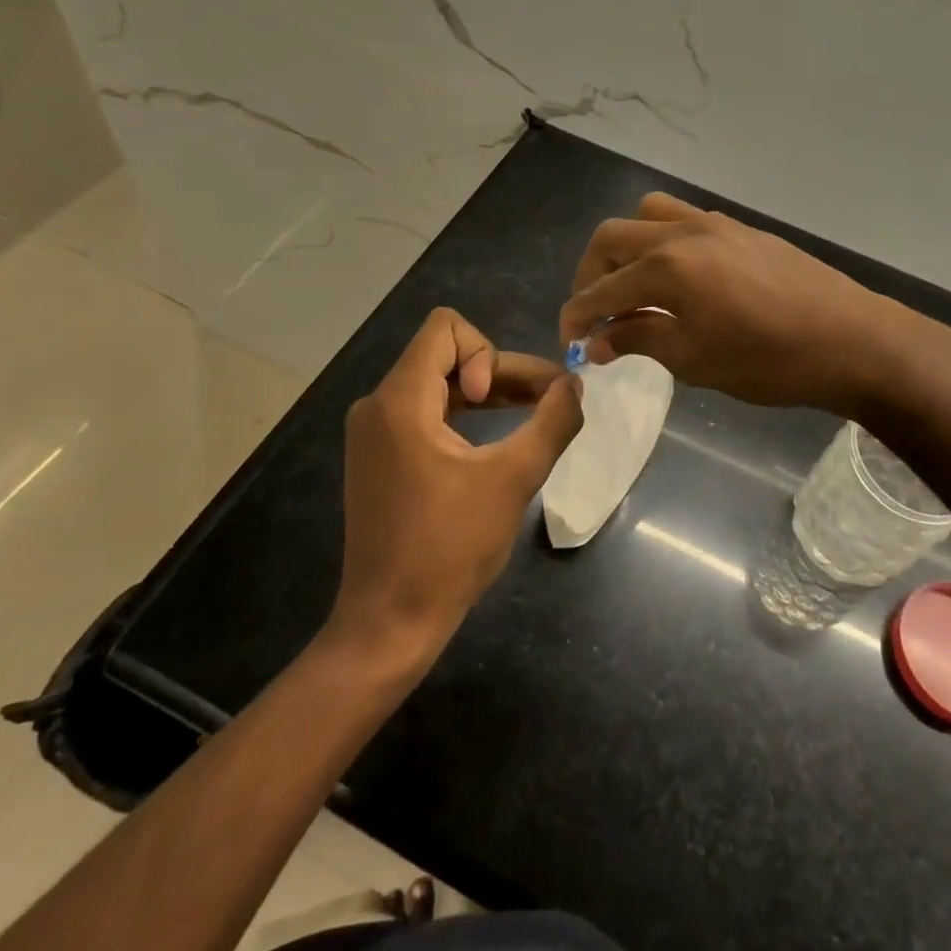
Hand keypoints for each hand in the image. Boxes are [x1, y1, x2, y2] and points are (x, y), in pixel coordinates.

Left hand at [330, 308, 583, 662]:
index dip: (487, 352)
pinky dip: (466, 414)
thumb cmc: (449, 549)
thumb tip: (575, 385)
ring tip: (534, 415)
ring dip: (488, 392)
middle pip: (446, 354)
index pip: (445, 327)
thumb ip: (553, 422)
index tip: (499, 400)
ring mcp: (375, 432)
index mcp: (399, 401)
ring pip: (440, 382)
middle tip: (548, 401)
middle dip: (501, 371)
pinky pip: (427, 411)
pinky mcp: (381, 456)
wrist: (389, 623)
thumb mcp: (513, 480)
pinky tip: (498, 439)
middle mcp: (378, 405)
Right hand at [559, 193, 908, 417]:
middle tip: (595, 313)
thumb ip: (640, 340)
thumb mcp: (695, 360)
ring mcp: (714, 224)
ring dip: (626, 248)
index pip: (600, 291)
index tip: (568, 341)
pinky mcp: (739, 228)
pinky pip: (682, 219)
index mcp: (666, 268)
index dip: (576, 316)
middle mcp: (682, 233)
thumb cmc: (769, 361)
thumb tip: (597, 342)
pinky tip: (678, 278)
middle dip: (591, 275)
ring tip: (633, 287)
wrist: (852, 340)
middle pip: (611, 238)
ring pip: (647, 216)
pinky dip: (662, 241)